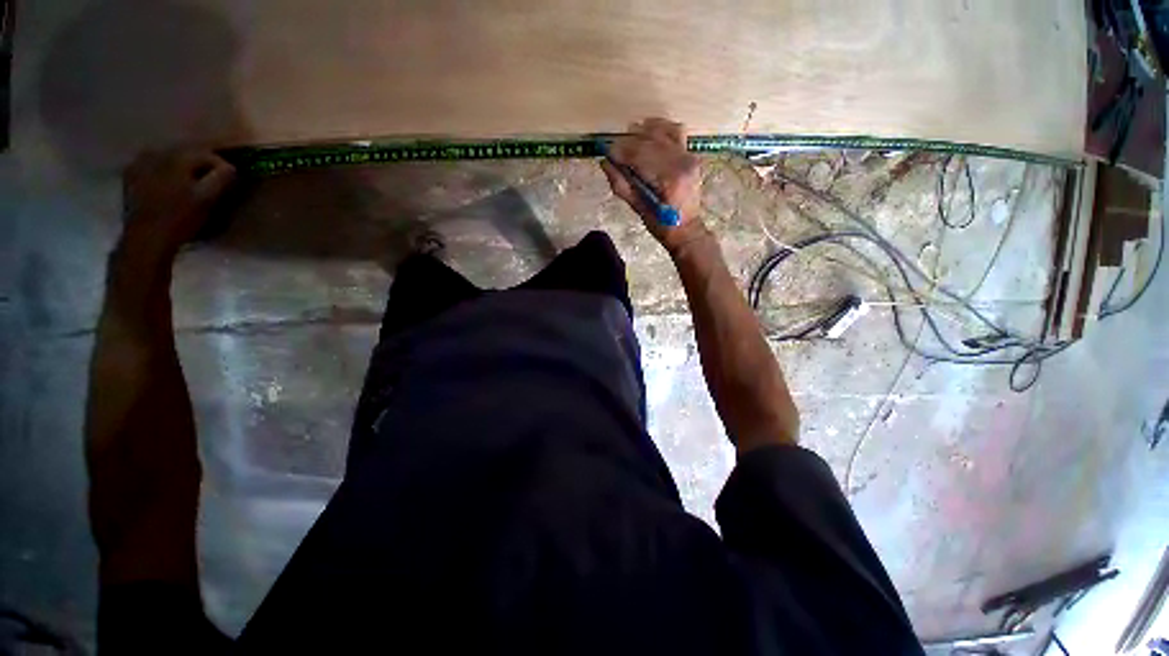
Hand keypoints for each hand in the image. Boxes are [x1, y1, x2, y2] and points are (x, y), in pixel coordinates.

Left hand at [119, 149, 236, 266]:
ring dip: (181, 167)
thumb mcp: (207, 199)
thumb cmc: (180, 218)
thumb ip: (221, 179)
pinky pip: (151, 165)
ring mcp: (140, 163)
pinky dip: (163, 171)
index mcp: (177, 157)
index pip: (206, 154)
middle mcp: (157, 153)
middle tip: (211, 180)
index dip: (221, 166)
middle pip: (186, 153)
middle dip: (200, 164)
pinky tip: (168, 182)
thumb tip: (230, 167)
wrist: (146, 237)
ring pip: (168, 158)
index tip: (229, 179)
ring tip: (189, 181)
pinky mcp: (131, 175)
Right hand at [600, 118, 707, 254]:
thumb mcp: (638, 208)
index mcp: (668, 180)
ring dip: (642, 132)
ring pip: (661, 133)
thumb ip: (621, 184)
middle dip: (627, 143)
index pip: (639, 156)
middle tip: (614, 149)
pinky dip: (661, 127)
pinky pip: (675, 132)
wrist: (687, 229)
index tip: (607, 153)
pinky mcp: (691, 155)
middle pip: (649, 142)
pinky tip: (648, 128)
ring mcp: (688, 157)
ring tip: (628, 136)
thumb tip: (604, 162)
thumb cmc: (661, 225)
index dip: (620, 152)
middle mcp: (680, 163)